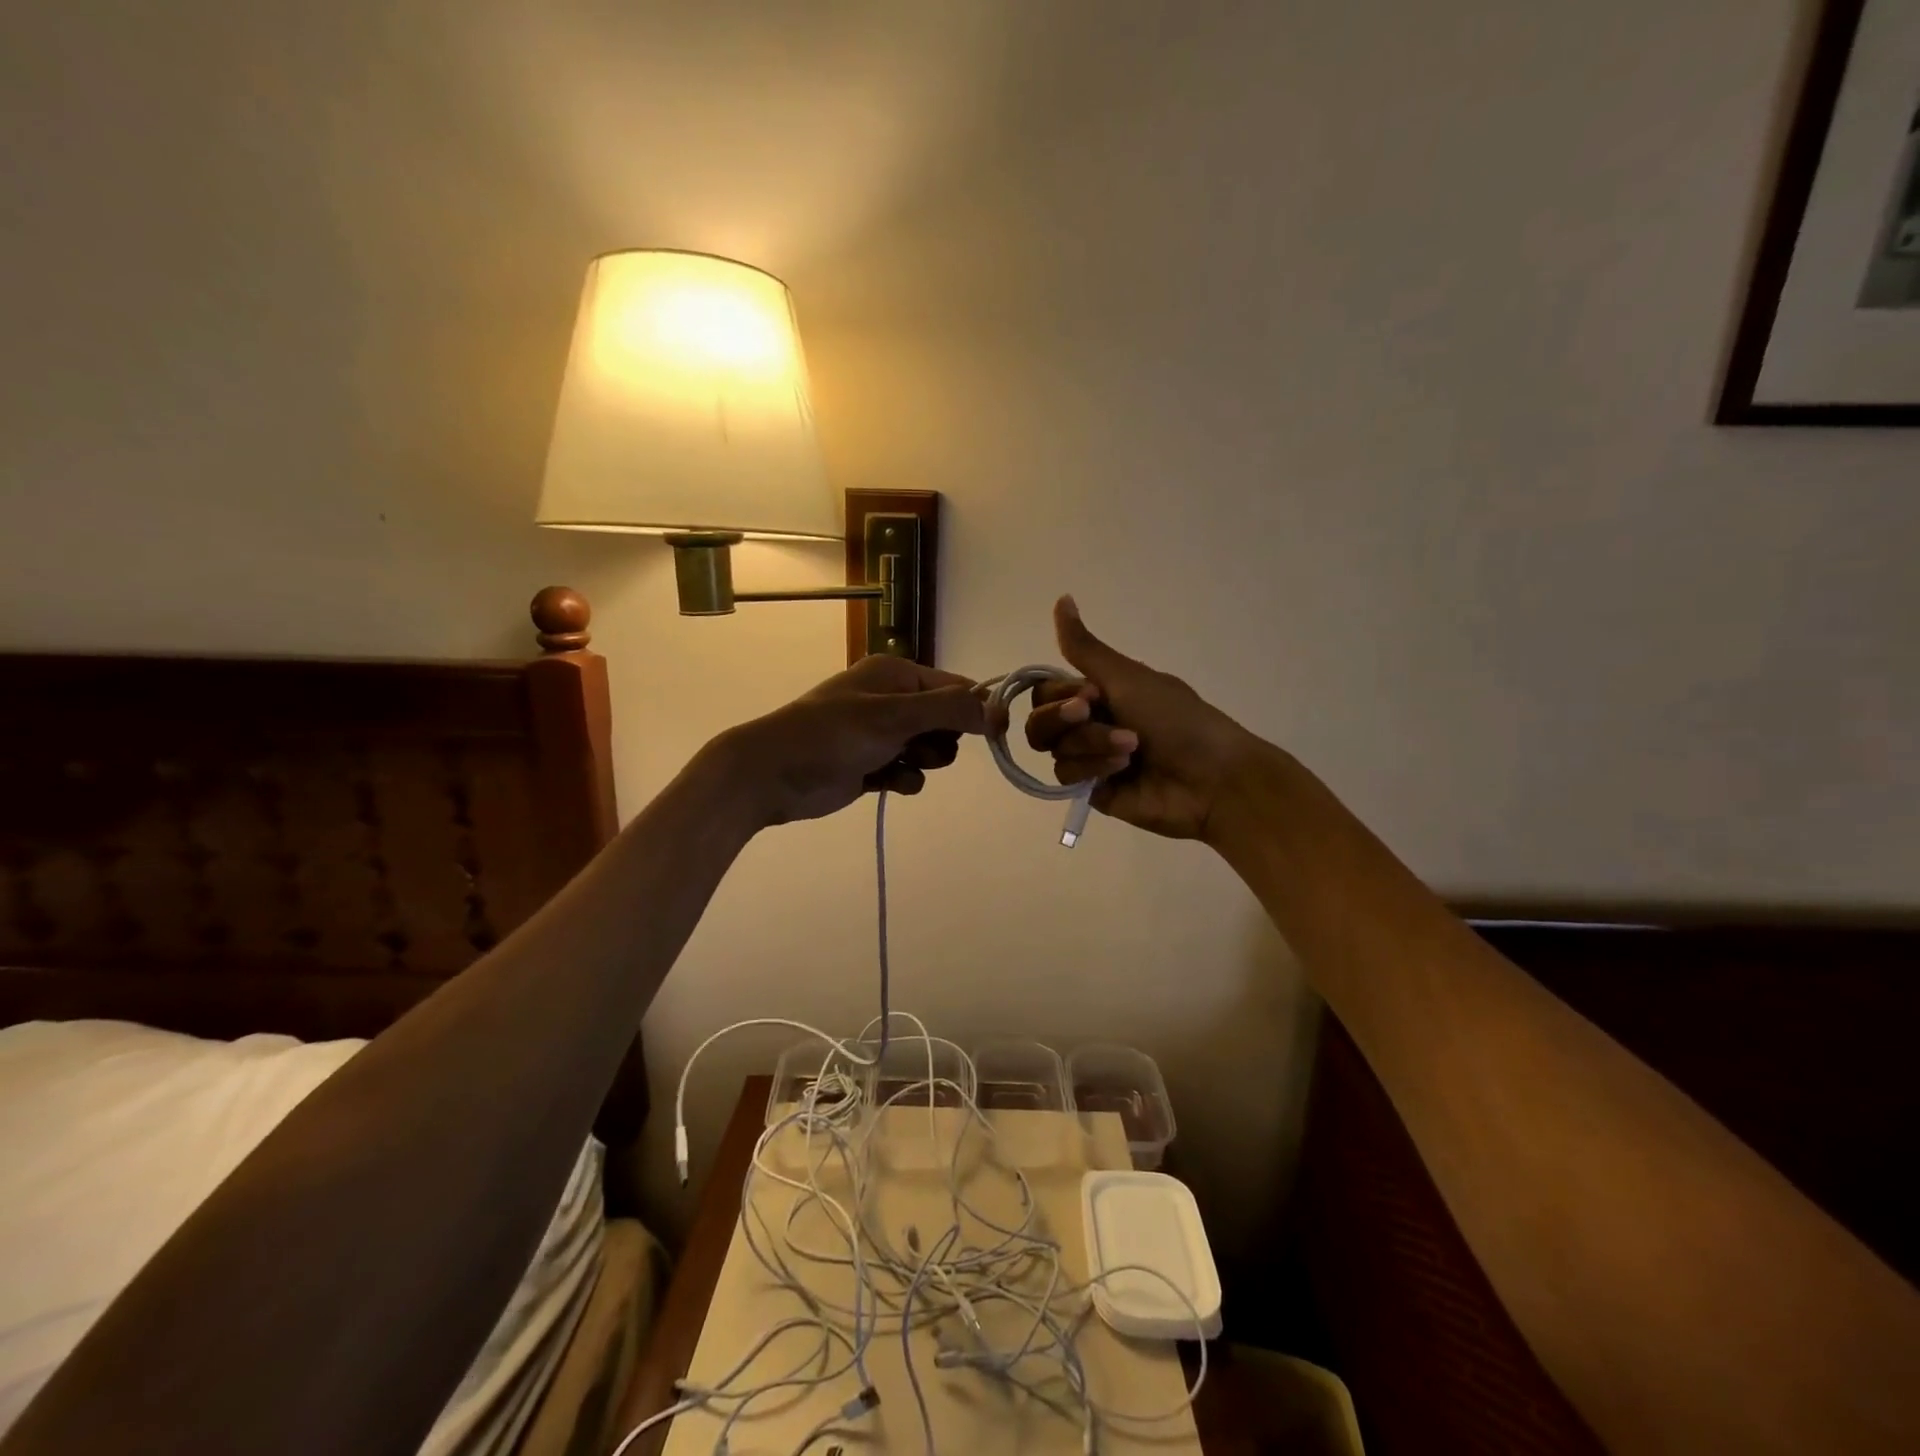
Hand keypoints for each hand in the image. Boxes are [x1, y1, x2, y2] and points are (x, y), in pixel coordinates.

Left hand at [716, 654, 986, 827]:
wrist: (771, 774)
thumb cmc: (833, 735)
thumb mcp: (894, 716)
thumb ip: (948, 710)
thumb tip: (997, 710)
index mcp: (896, 674)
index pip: (954, 687)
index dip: (975, 709)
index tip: (994, 733)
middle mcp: (891, 699)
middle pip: (946, 721)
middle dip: (941, 739)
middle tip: (919, 747)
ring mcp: (880, 734)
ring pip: (930, 750)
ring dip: (923, 762)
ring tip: (898, 763)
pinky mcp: (871, 765)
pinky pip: (908, 772)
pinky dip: (903, 779)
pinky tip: (885, 782)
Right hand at [1024, 596, 1262, 840]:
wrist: (1211, 777)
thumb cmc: (1176, 719)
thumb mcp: (1128, 677)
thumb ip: (1085, 647)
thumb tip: (1062, 598)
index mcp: (1098, 693)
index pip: (1046, 692)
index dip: (1058, 695)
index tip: (1091, 694)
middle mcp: (1089, 725)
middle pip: (1040, 723)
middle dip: (1065, 719)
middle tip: (1094, 714)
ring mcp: (1090, 760)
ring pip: (1055, 750)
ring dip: (1091, 744)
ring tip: (1131, 748)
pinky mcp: (1092, 791)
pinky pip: (1067, 777)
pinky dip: (1094, 768)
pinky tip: (1123, 769)